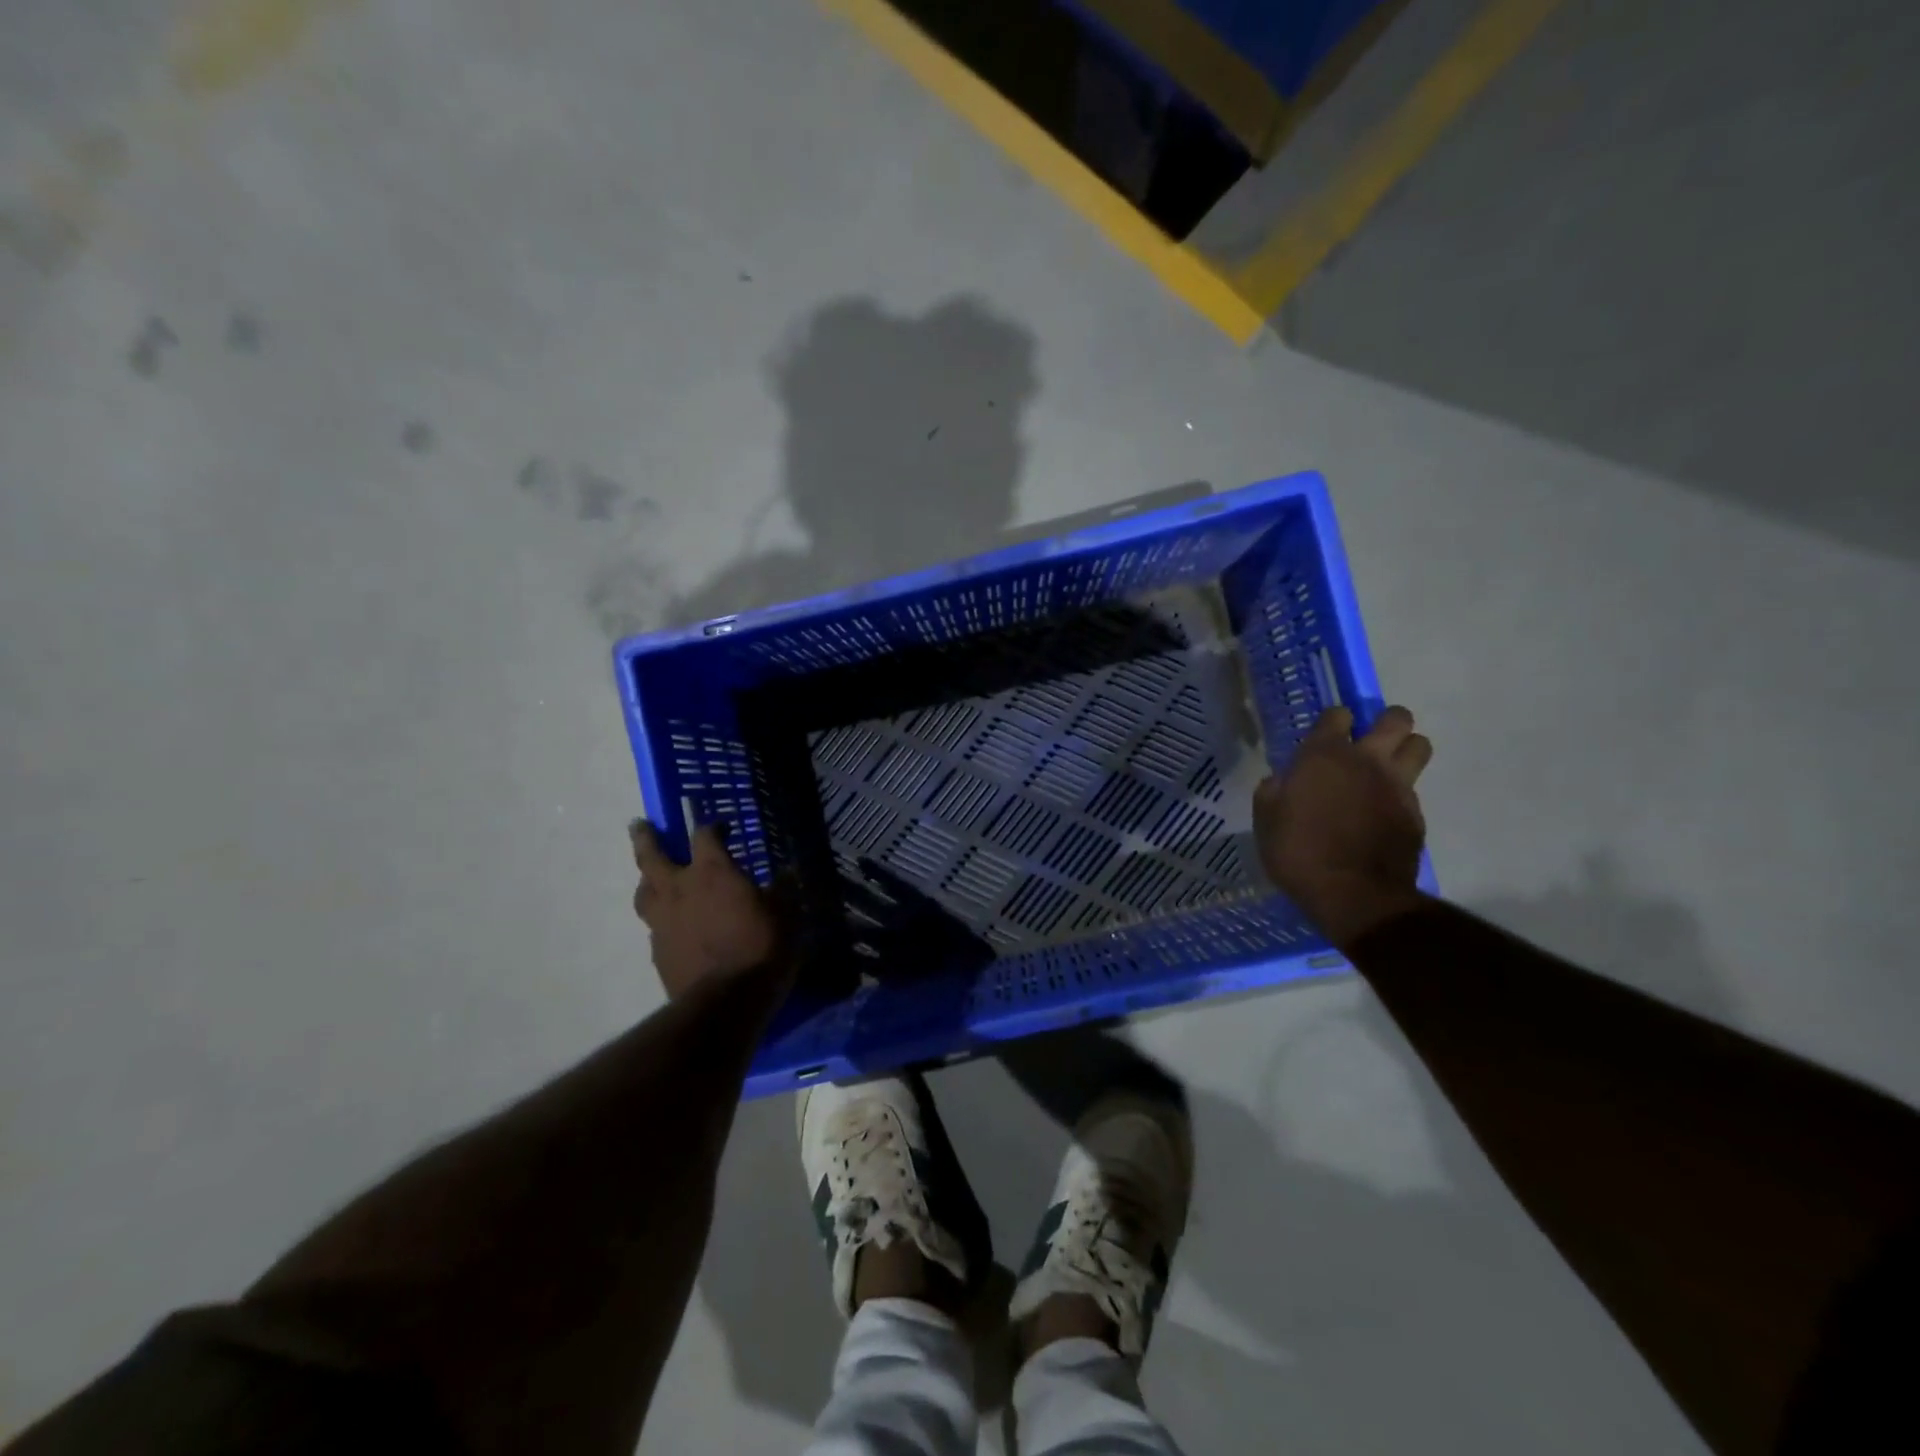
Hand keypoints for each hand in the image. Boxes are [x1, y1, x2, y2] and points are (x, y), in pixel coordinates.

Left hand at [629, 819, 786, 999]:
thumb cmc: (761, 949)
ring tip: (651, 877)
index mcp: (712, 871)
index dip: (712, 827)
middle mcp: (679, 889)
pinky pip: (653, 926)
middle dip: (646, 838)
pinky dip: (660, 918)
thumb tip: (788, 873)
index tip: (722, 827)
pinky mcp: (657, 952)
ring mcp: (662, 921)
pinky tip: (670, 926)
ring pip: (644, 891)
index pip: (705, 835)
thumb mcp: (787, 915)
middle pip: (651, 855)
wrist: (725, 1003)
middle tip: (640, 825)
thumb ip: (783, 891)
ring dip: (646, 879)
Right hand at [1253, 706, 1432, 947]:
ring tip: (1387, 768)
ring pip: (1419, 745)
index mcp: (1324, 756)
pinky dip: (1401, 793)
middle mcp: (1367, 761)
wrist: (1353, 894)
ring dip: (1405, 750)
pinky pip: (1414, 789)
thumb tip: (1283, 781)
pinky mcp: (1416, 813)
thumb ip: (1274, 792)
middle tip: (1369, 742)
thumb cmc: (1299, 852)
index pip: (1337, 714)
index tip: (1324, 737)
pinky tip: (1383, 812)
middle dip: (1385, 722)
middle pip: (1396, 719)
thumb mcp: (1266, 820)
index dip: (1332, 722)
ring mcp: (1397, 786)